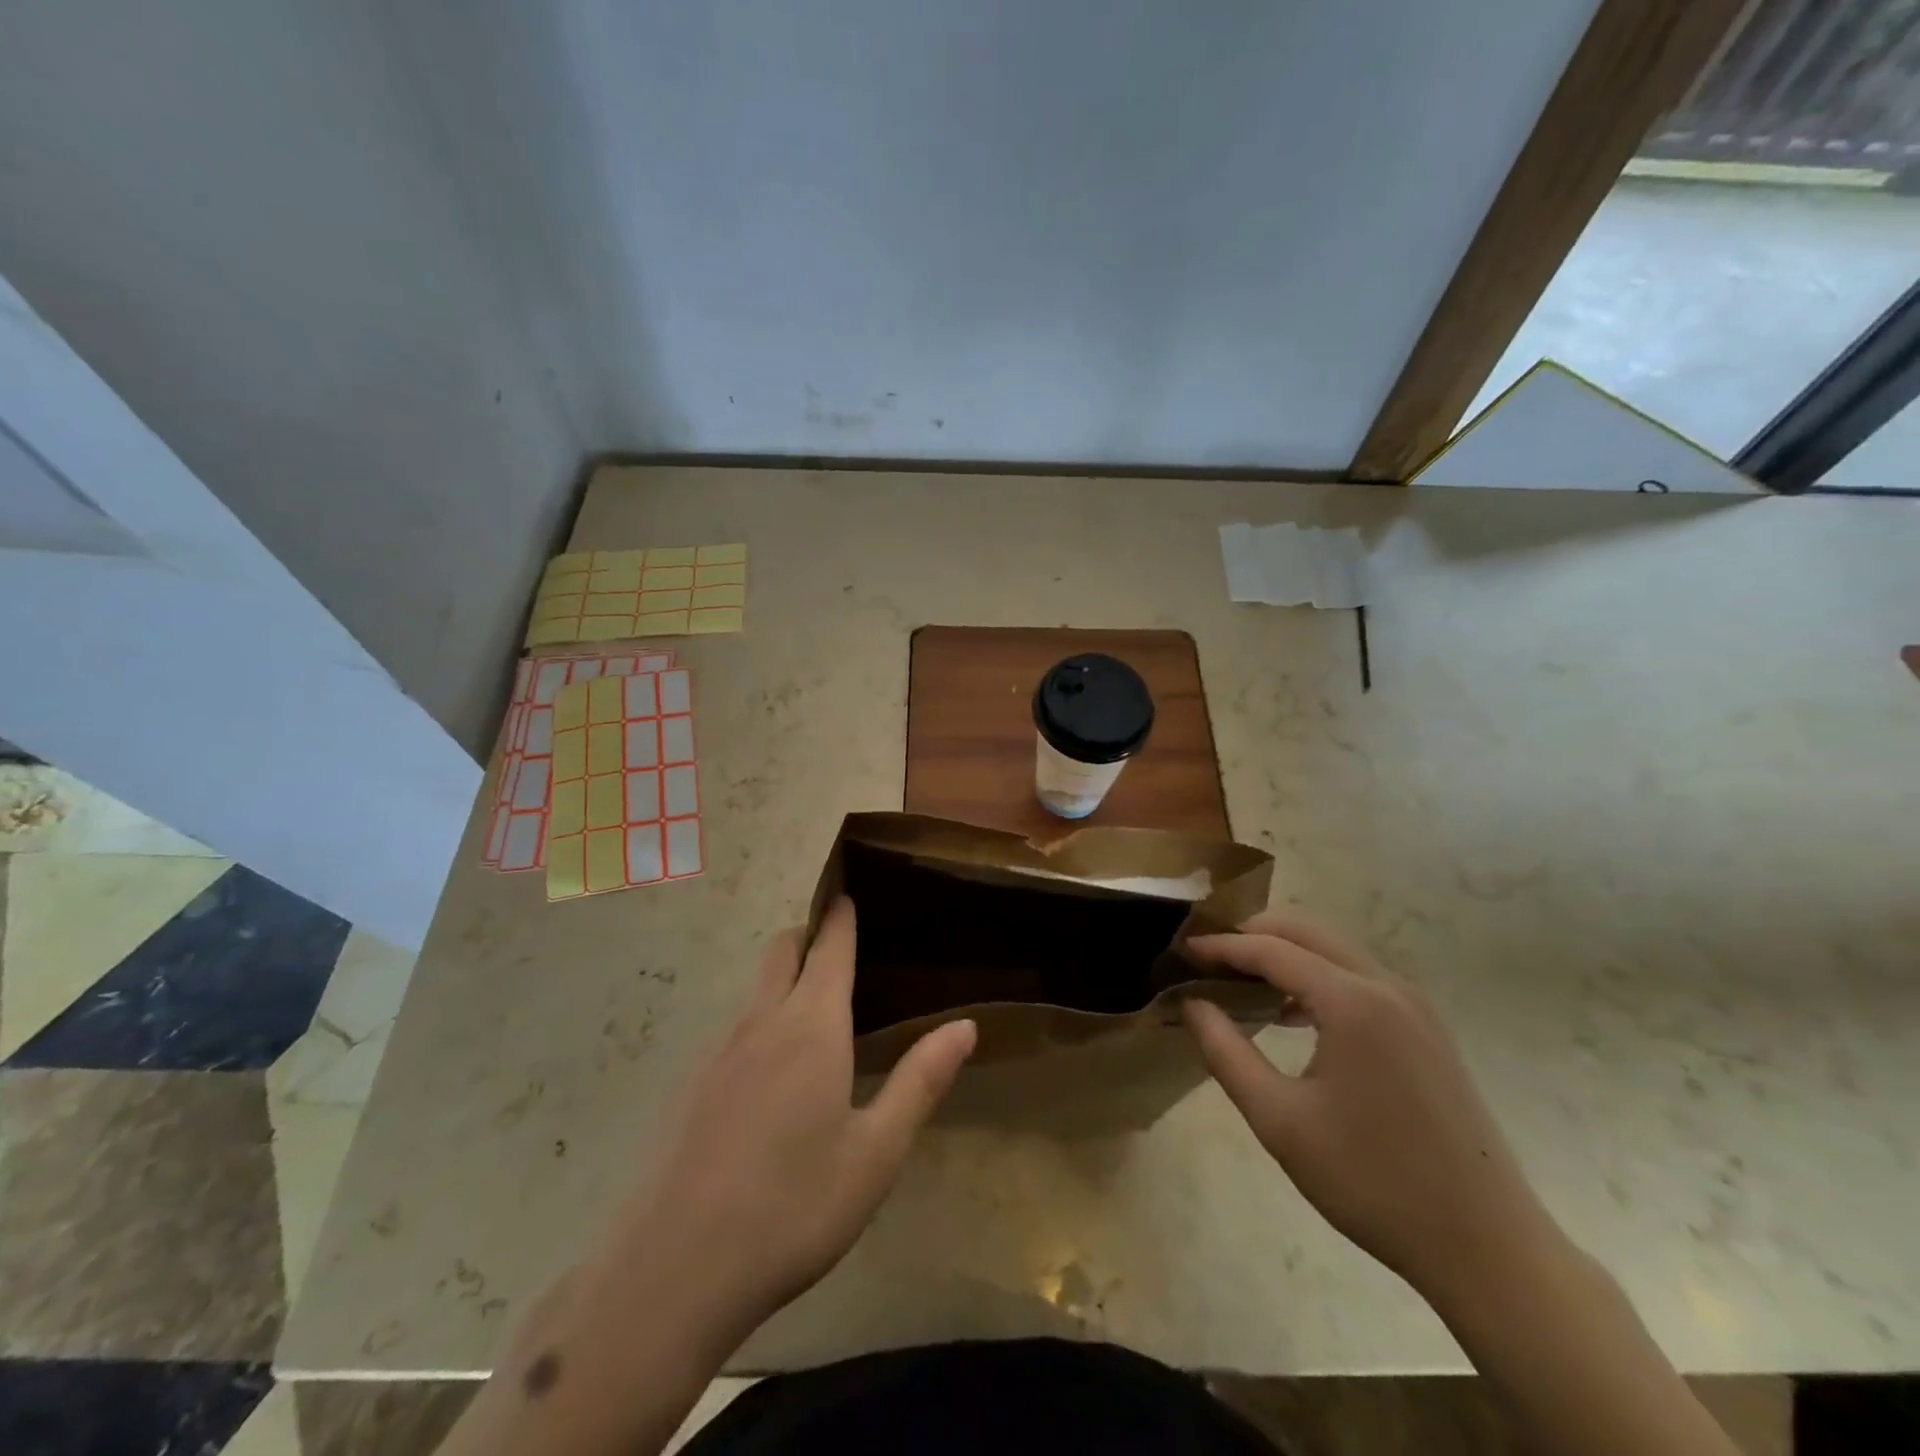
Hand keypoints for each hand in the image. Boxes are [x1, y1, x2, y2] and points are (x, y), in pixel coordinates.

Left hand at [600, 898, 976, 1346]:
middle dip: (809, 935)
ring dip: (785, 979)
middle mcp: (761, 1022)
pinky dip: (761, 1022)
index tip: (850, 892)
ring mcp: (718, 1052)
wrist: (675, 1270)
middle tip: (840, 945)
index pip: (829, 946)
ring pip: (756, 991)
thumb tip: (965, 1025)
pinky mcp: (691, 1086)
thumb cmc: (794, 1206)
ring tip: (816, 1010)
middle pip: (782, 951)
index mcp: (811, 1025)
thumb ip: (920, 1080)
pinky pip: (734, 1030)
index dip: (841, 915)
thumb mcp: (876, 1151)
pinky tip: (773, 1076)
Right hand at [1182, 913, 1557, 1302]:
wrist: (1487, 1247)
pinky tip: (1292, 1014)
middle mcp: (1386, 987)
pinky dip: (1317, 976)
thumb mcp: (1280, 1120)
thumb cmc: (1372, 1182)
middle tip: (1209, 959)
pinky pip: (1359, 977)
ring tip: (1242, 983)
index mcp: (1352, 1002)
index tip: (1181, 952)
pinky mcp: (1427, 1029)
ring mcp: (1414, 1006)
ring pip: (1335, 950)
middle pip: (1307, 931)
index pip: (1270, 949)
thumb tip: (1191, 1003)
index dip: (1221, 946)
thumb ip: (1226, 1052)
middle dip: (1252, 934)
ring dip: (1286, 953)